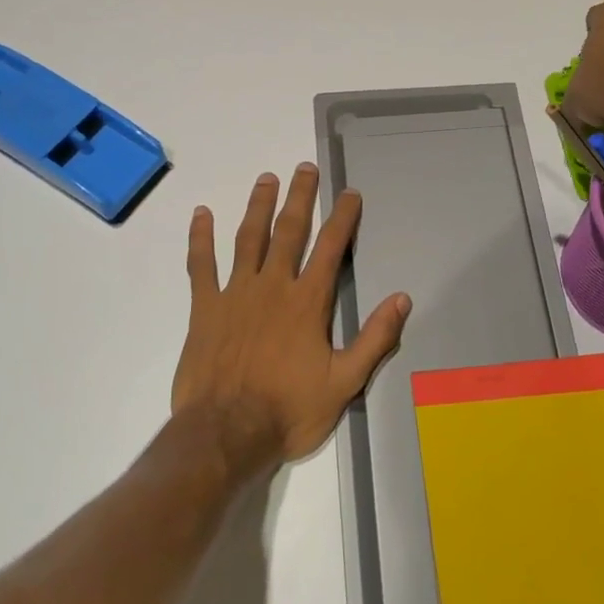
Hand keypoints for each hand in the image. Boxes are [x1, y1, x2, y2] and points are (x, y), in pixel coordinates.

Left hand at [173, 163, 410, 469]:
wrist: (226, 434)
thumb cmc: (289, 410)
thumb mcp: (345, 382)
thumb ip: (374, 338)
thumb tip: (403, 299)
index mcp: (308, 302)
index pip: (331, 248)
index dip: (343, 218)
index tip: (349, 193)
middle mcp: (273, 286)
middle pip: (289, 231)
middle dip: (300, 198)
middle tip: (304, 168)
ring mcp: (235, 293)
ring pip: (248, 239)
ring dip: (258, 206)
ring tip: (266, 179)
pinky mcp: (205, 308)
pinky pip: (201, 265)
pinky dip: (200, 238)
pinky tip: (201, 214)